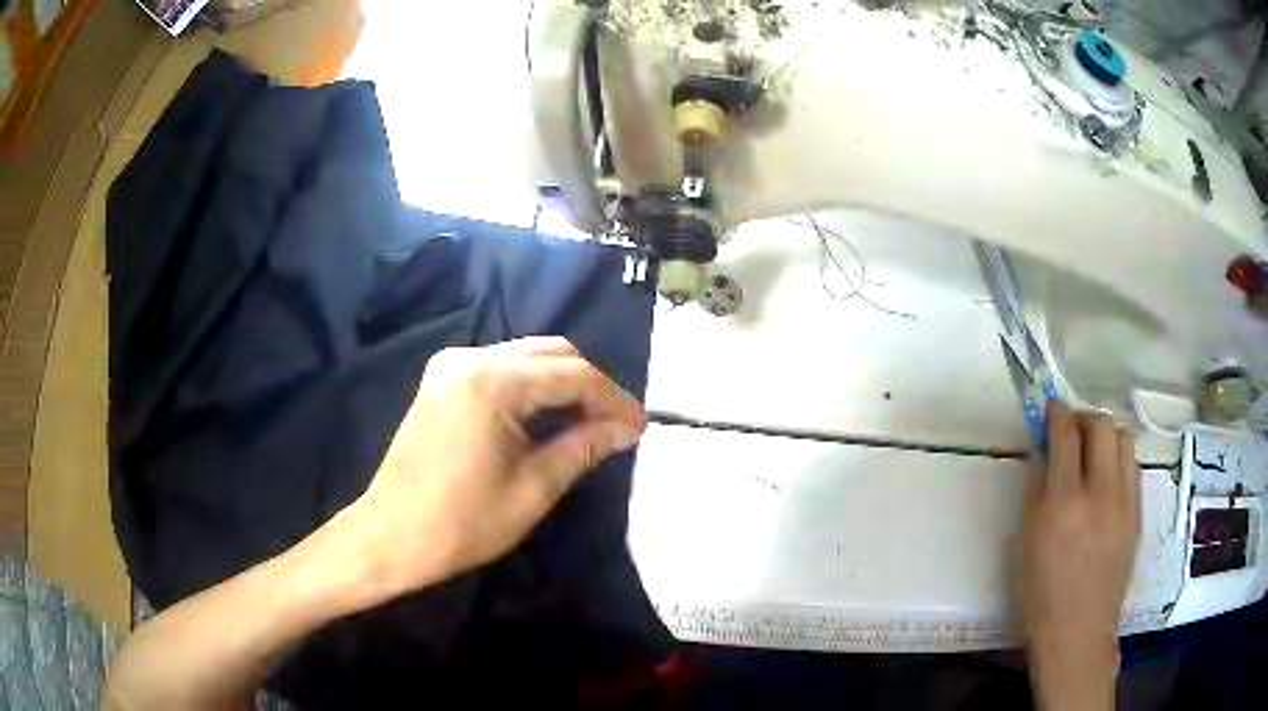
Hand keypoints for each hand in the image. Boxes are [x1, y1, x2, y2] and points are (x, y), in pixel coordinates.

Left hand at [334, 337, 646, 601]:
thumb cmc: (462, 523)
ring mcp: (450, 366)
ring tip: (589, 424)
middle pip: (550, 353)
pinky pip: (500, 368)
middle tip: (616, 426)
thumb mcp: (534, 489)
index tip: (639, 427)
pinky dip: (531, 388)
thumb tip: (627, 428)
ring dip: (561, 385)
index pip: (573, 374)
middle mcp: (470, 358)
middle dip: (589, 386)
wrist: (390, 536)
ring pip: (525, 357)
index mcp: (493, 382)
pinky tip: (546, 418)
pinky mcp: (441, 380)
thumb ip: (584, 447)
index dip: (613, 399)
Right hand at [1018, 402, 1139, 710]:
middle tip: (1072, 431)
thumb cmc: (1040, 595)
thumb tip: (1041, 453)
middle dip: (1084, 418)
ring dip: (1106, 434)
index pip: (1065, 435)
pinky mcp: (1137, 512)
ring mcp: (1124, 501)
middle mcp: (1099, 493)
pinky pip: (1133, 466)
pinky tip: (1107, 479)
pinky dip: (1119, 459)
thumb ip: (1033, 492)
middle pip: (1101, 425)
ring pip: (1123, 438)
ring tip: (1093, 452)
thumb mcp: (1023, 545)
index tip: (1051, 408)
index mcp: (1062, 504)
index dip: (1057, 413)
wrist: (1078, 631)